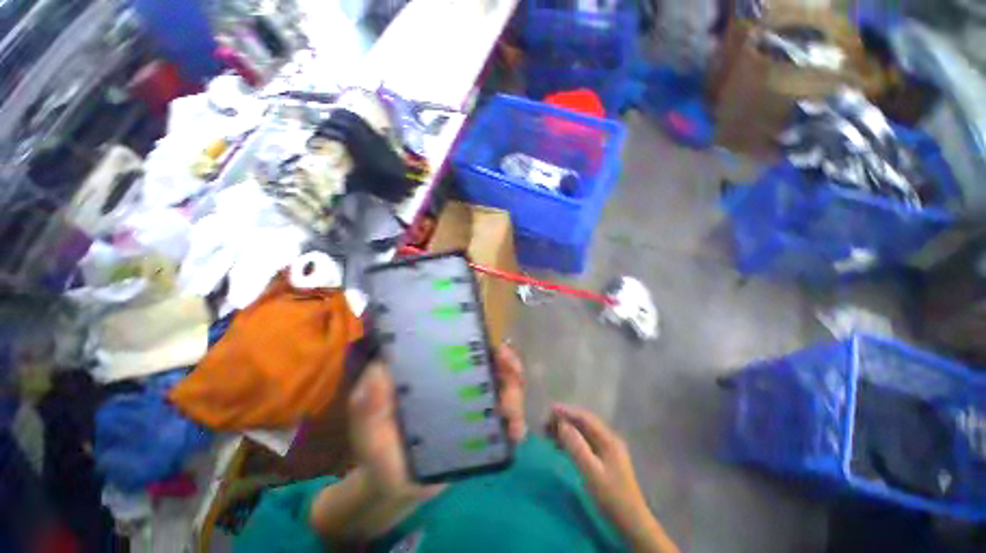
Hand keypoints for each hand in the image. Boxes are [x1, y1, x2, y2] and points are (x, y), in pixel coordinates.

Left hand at [348, 346, 526, 501]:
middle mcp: (456, 380)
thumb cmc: (380, 450)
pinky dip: (516, 421)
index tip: (498, 350)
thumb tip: (379, 372)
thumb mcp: (368, 426)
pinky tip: (515, 435)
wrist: (396, 489)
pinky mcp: (481, 426)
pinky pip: (505, 417)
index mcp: (433, 370)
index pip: (462, 345)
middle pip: (490, 362)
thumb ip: (368, 404)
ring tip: (513, 419)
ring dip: (515, 394)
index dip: (483, 342)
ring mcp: (471, 402)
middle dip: (508, 365)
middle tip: (514, 376)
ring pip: (503, 386)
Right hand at [550, 404, 678, 552]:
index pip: (585, 417)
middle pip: (584, 423)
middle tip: (546, 422)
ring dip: (567, 429)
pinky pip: (584, 442)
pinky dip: (571, 440)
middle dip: (565, 419)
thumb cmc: (611, 497)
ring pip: (583, 432)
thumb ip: (576, 446)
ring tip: (549, 432)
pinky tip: (561, 445)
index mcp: (608, 439)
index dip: (566, 411)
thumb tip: (561, 423)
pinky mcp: (604, 460)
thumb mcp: (591, 472)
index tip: (549, 409)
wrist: (632, 523)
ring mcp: (607, 449)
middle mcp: (608, 439)